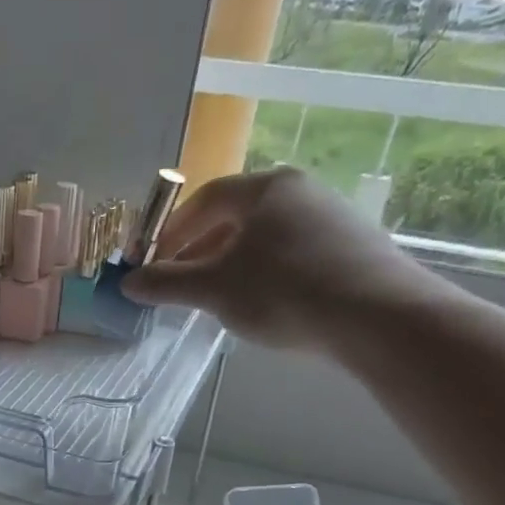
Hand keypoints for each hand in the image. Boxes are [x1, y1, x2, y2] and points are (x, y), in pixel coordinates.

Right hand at [122, 167, 434, 349]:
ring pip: (265, 238)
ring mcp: (332, 217)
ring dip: (232, 265)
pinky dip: (266, 274)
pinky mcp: (352, 247)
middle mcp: (300, 191)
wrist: (377, 316)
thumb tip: (127, 282)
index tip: (153, 263)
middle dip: (200, 251)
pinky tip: (264, 306)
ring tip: (218, 300)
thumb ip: (167, 284)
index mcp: (266, 188)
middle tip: (180, 286)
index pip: (205, 199)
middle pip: (235, 217)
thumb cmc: (283, 291)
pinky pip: (293, 254)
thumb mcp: (214, 290)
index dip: (172, 231)